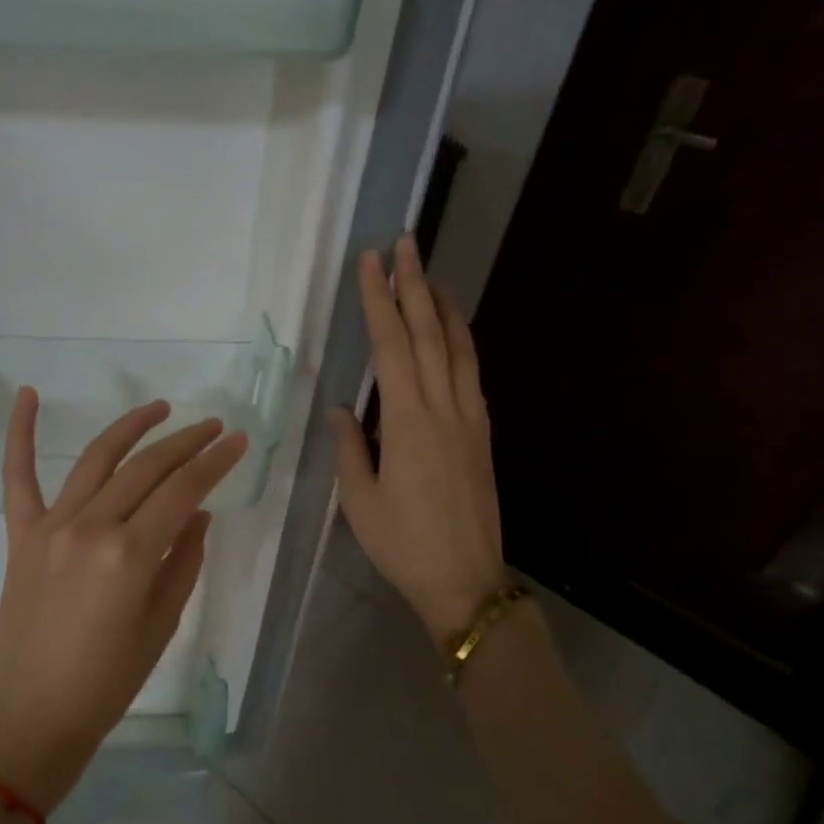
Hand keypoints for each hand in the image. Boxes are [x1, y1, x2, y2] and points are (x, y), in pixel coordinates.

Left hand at [0, 390, 249, 814]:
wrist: (36, 714)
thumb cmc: (109, 680)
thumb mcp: (162, 623)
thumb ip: (184, 560)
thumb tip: (197, 513)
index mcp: (131, 554)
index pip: (183, 490)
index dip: (215, 462)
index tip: (238, 441)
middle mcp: (91, 527)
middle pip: (146, 468)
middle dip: (186, 442)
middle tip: (213, 427)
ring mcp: (51, 527)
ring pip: (97, 459)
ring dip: (132, 428)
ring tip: (160, 408)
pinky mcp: (21, 535)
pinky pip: (17, 476)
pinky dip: (19, 433)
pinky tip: (27, 394)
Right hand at [328, 233, 505, 646]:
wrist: (466, 581)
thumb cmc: (403, 544)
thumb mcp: (359, 501)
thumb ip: (350, 448)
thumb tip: (340, 409)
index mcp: (408, 423)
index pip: (392, 346)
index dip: (379, 301)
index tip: (370, 262)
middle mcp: (444, 409)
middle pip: (430, 334)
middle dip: (415, 285)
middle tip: (405, 243)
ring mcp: (470, 420)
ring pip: (459, 349)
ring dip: (444, 307)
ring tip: (431, 275)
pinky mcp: (482, 436)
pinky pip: (472, 375)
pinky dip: (461, 344)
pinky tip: (453, 335)